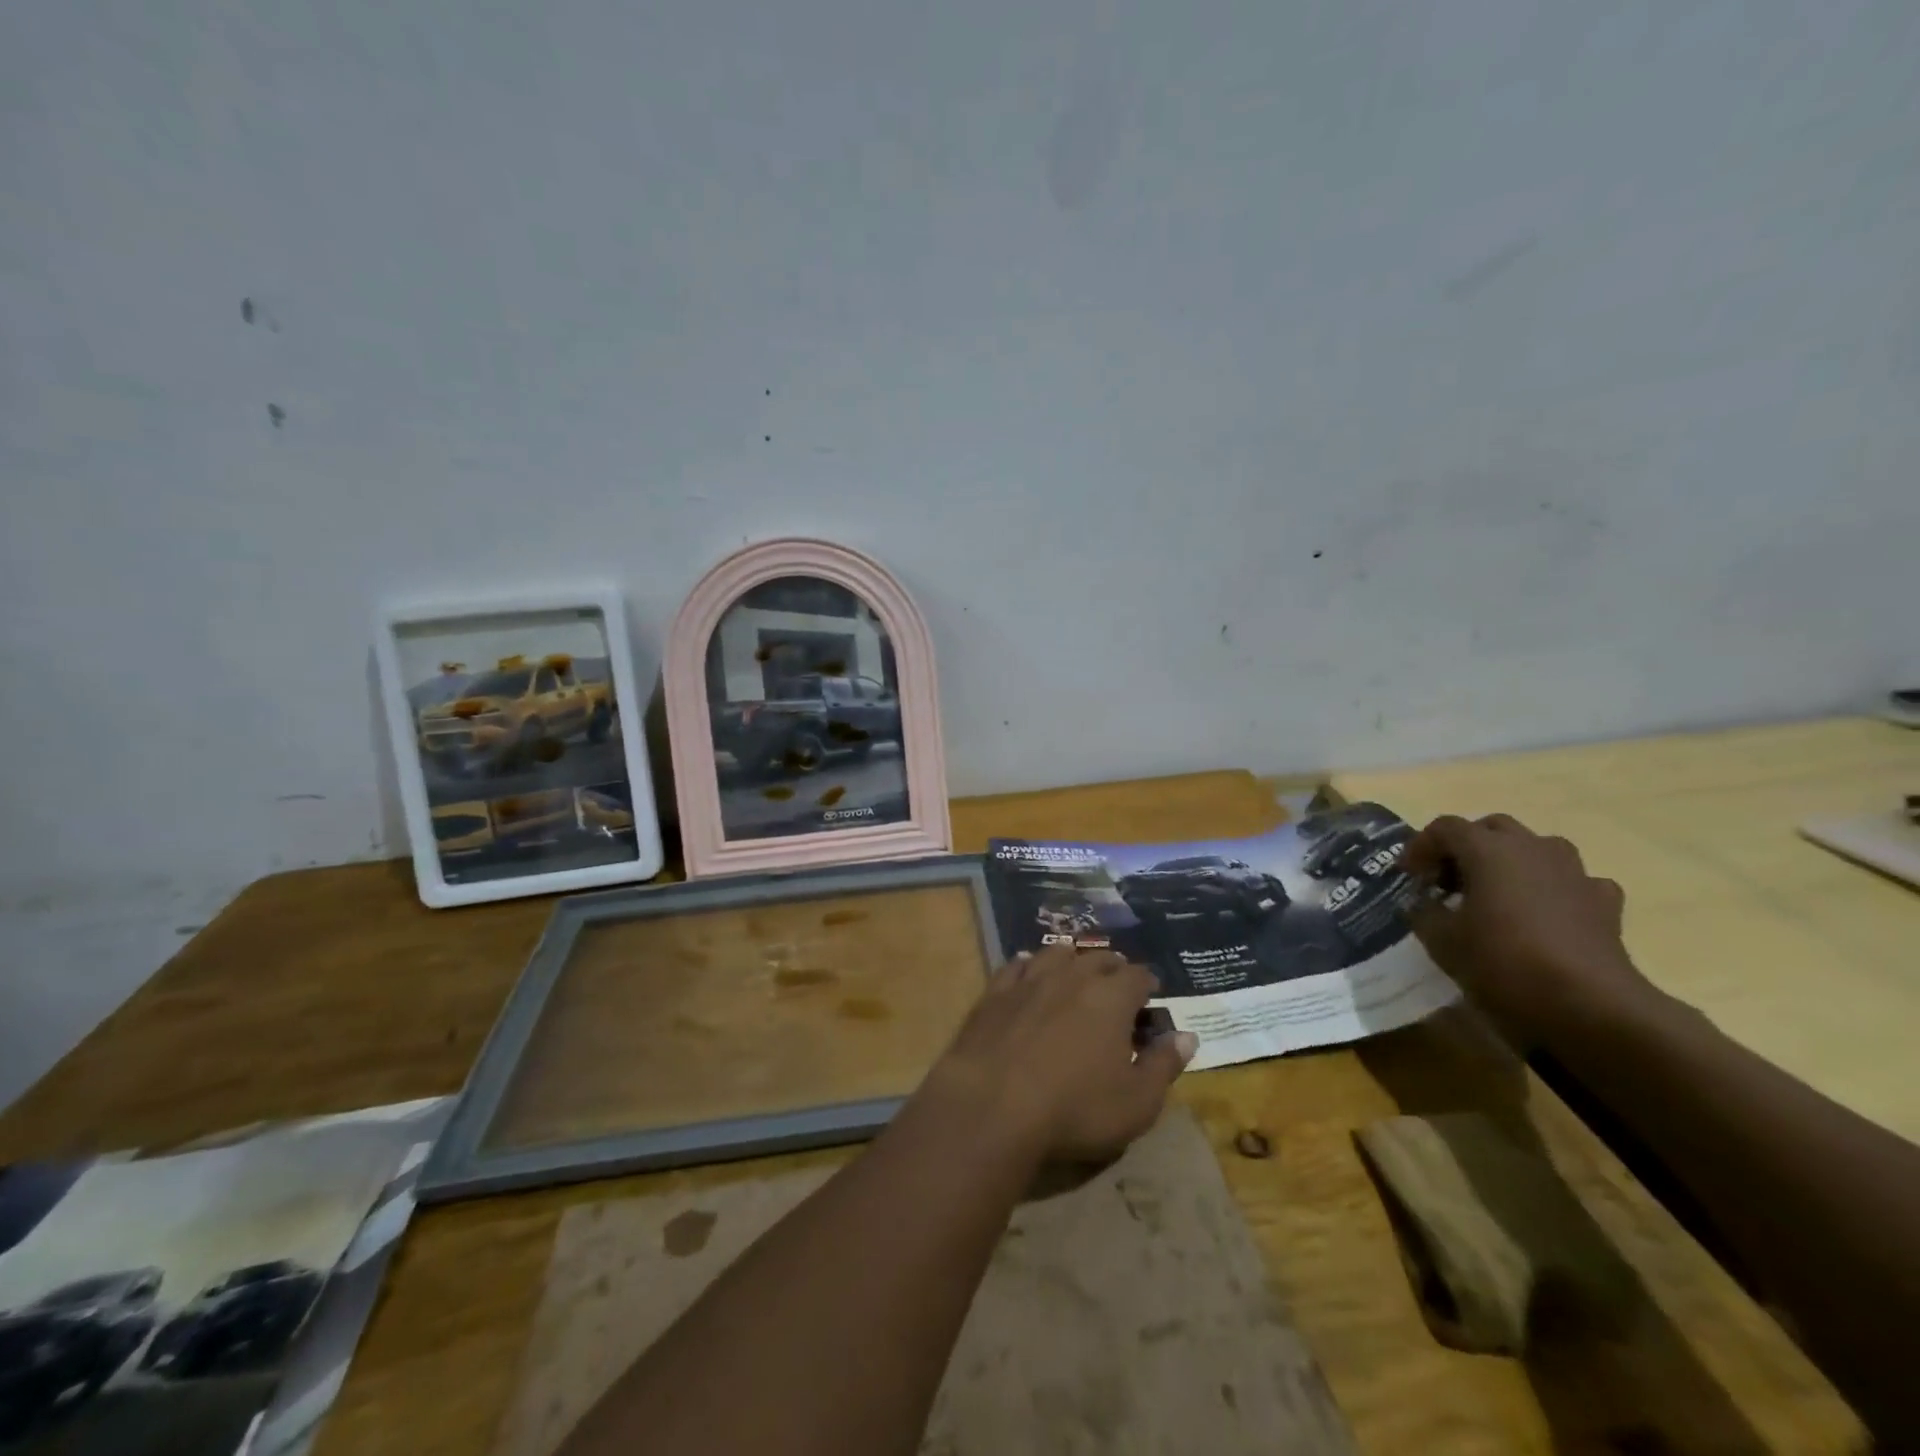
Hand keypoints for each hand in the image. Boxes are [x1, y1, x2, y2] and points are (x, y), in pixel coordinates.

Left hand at [922, 946, 1199, 1166]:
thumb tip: (1187, 1035)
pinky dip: (1028, 964)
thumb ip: (1164, 1065)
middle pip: (1098, 958)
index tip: (1152, 996)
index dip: (1148, 985)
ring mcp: (1030, 979)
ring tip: (1076, 971)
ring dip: (1072, 959)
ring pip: (1057, 953)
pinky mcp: (995, 991)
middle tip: (1117, 984)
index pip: (1139, 976)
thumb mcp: (1137, 1102)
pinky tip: (1027, 968)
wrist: (992, 1104)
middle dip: (1113, 968)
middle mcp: (1072, 975)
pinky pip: (1016, 965)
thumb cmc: (1075, 1108)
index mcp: (1112, 997)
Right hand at [1403, 814, 1662, 1042]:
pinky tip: (1543, 914)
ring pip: (1535, 848)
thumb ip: (1424, 912)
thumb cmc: (1503, 962)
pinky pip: (1571, 880)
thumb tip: (1424, 902)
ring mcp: (1574, 872)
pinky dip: (1552, 889)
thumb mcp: (1441, 941)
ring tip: (1494, 893)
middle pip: (1491, 829)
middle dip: (1465, 847)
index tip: (1408, 875)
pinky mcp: (1604, 901)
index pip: (1445, 828)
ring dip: (1510, 862)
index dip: (1420, 846)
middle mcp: (1532, 848)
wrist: (1590, 1006)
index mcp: (1488, 849)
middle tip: (1448, 879)